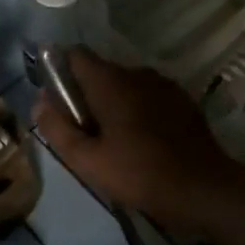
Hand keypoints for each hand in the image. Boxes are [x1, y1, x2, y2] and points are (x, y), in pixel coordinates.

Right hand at [34, 50, 244, 235]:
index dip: (60, 72)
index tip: (56, 100)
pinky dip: (137, 110)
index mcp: (111, 81)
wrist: (204, 189)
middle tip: (82, 133)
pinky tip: (141, 142)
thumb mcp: (88, 160)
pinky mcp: (182, 100)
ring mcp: (164, 84)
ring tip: (113, 141)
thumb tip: (40, 101)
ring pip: (125, 86)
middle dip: (85, 95)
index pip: (75, 55)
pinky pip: (148, 96)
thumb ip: (58, 128)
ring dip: (113, 104)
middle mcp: (137, 72)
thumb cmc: (140, 174)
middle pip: (100, 72)